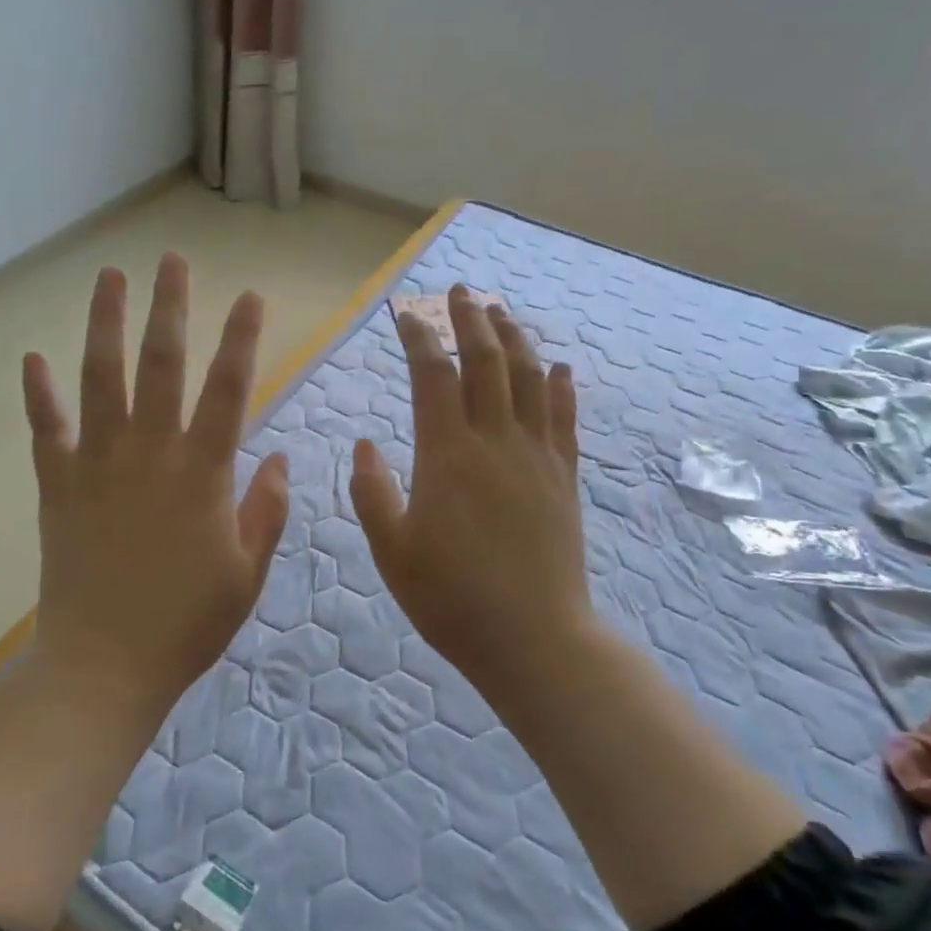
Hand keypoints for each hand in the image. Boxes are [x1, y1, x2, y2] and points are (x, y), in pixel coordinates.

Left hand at [21, 253, 288, 701]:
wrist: (105, 666)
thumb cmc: (187, 624)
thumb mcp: (247, 573)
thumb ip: (267, 511)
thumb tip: (281, 460)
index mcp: (202, 474)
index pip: (229, 390)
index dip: (241, 339)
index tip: (249, 296)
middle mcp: (149, 455)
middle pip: (161, 366)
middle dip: (169, 308)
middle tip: (172, 260)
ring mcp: (97, 466)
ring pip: (100, 379)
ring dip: (105, 324)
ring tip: (109, 277)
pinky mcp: (57, 488)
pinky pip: (45, 431)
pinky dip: (38, 394)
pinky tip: (32, 356)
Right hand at [349, 286, 594, 691]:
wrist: (533, 638)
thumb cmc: (450, 598)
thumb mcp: (391, 549)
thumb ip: (372, 491)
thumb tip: (366, 443)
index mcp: (447, 456)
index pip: (433, 377)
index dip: (420, 339)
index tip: (406, 315)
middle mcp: (496, 443)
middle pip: (487, 363)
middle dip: (471, 321)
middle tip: (460, 292)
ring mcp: (537, 458)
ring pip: (529, 381)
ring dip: (515, 340)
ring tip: (501, 313)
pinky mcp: (564, 479)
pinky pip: (564, 419)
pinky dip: (560, 387)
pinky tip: (559, 367)